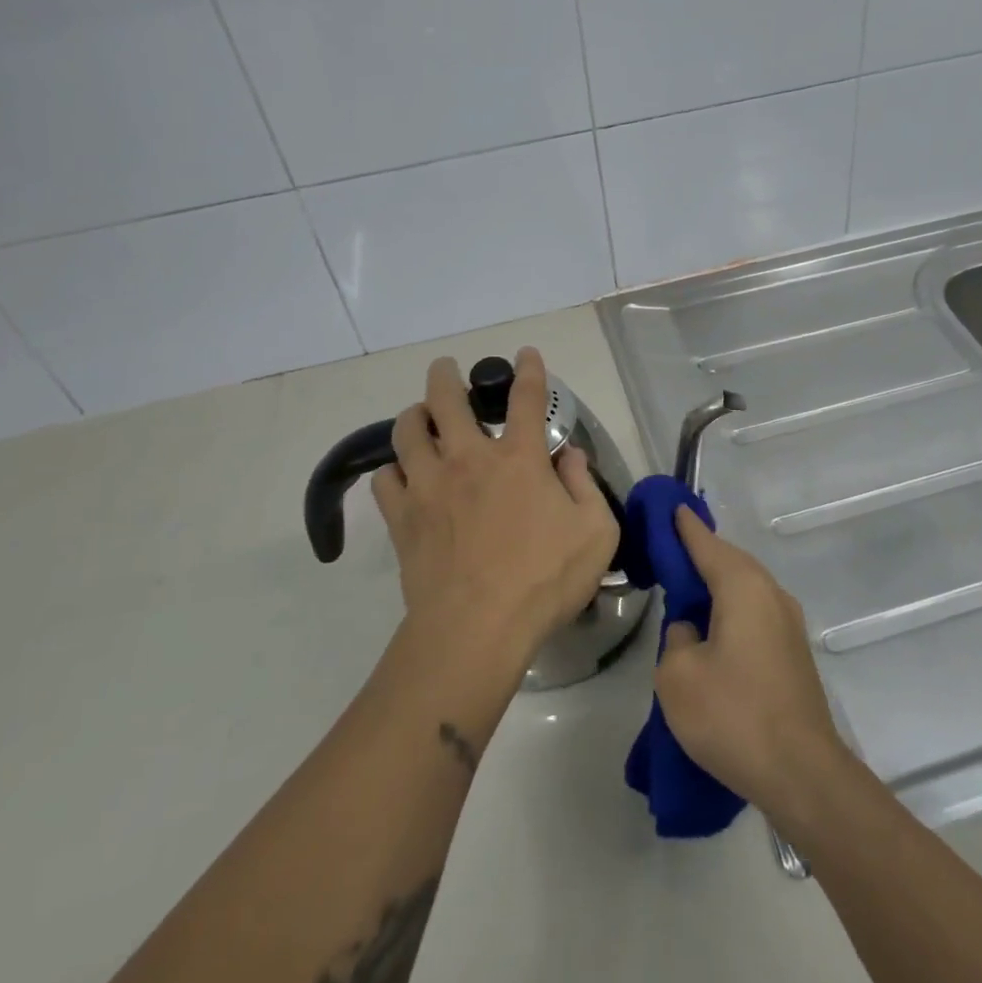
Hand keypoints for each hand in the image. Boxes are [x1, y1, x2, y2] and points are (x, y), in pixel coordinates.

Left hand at [370, 349, 618, 668]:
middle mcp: (470, 459)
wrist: (477, 628)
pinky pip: (385, 479)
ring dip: (413, 416)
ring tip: (419, 416)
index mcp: (519, 459)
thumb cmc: (545, 581)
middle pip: (447, 400)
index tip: (525, 354)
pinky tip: (401, 475)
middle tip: (445, 369)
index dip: (528, 370)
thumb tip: (569, 456)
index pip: (527, 398)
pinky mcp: (403, 518)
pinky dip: (392, 470)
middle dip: (445, 376)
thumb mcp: (596, 532)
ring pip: (407, 431)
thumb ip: (586, 486)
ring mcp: (429, 486)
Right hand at [654, 508, 849, 821]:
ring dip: (717, 584)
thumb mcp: (678, 675)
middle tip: (670, 550)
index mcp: (743, 586)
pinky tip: (713, 629)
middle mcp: (771, 594)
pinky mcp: (793, 653)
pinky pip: (755, 613)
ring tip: (687, 590)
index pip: (706, 543)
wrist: (802, 773)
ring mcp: (788, 624)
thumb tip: (692, 631)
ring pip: (745, 588)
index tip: (670, 507)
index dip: (684, 526)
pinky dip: (731, 609)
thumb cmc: (734, 715)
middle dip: (701, 553)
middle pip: (730, 561)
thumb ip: (676, 638)